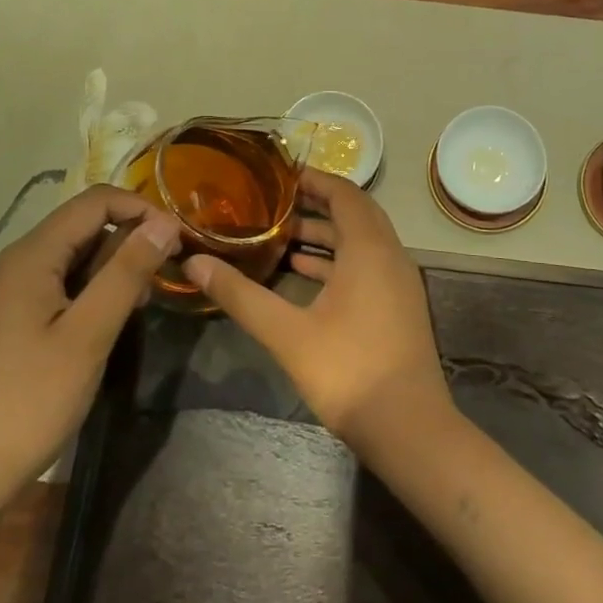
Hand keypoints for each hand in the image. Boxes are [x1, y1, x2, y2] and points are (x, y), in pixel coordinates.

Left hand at [0, 185, 179, 514]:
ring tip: (138, 309)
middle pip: (83, 227)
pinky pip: (58, 287)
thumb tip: (164, 223)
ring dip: (112, 271)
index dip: (142, 209)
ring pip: (73, 259)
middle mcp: (16, 264)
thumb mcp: (89, 334)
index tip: (178, 241)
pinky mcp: (7, 323)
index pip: (96, 201)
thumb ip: (128, 273)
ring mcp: (7, 295)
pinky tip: (104, 328)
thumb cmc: (28, 400)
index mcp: (32, 256)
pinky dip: (90, 294)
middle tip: (162, 282)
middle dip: (129, 242)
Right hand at [183, 169, 451, 450]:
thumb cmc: (348, 370)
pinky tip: (304, 274)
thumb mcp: (287, 332)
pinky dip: (338, 261)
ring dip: (326, 235)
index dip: (315, 180)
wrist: (408, 426)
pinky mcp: (399, 306)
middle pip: (355, 213)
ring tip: (281, 236)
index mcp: (369, 249)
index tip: (280, 175)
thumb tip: (194, 263)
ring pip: (362, 242)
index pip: (345, 194)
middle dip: (318, 204)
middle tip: (276, 202)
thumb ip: (241, 295)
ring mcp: (399, 282)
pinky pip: (368, 265)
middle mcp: (390, 255)